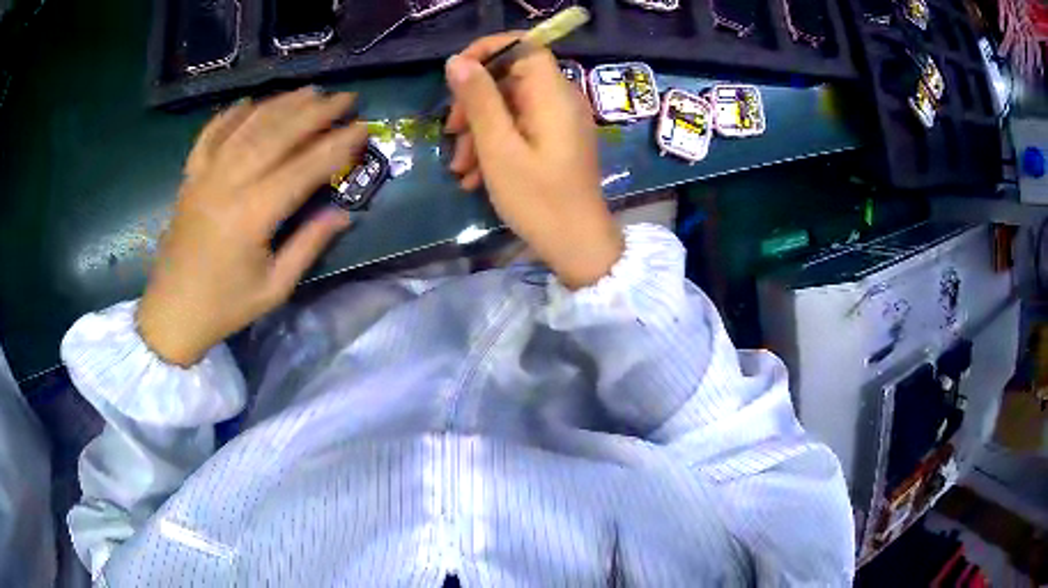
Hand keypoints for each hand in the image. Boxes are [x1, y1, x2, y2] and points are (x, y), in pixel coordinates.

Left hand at [137, 88, 366, 365]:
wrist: (172, 313)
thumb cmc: (225, 307)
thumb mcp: (274, 288)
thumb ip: (308, 246)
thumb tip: (342, 214)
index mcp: (253, 215)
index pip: (303, 168)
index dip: (336, 146)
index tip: (362, 128)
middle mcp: (228, 184)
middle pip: (277, 135)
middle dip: (316, 113)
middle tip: (346, 98)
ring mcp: (205, 176)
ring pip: (247, 127)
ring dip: (281, 104)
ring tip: (309, 91)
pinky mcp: (189, 178)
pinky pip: (210, 135)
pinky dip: (230, 115)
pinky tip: (249, 102)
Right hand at [445, 34, 623, 289]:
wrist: (578, 246)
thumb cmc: (539, 200)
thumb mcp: (499, 149)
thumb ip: (479, 100)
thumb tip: (457, 61)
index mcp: (553, 95)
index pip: (525, 46)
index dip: (489, 51)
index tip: (457, 74)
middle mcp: (561, 101)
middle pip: (512, 78)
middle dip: (475, 102)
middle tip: (452, 132)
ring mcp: (559, 123)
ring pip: (511, 107)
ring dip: (479, 130)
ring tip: (459, 167)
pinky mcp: (556, 142)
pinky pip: (521, 128)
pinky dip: (495, 144)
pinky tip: (474, 176)